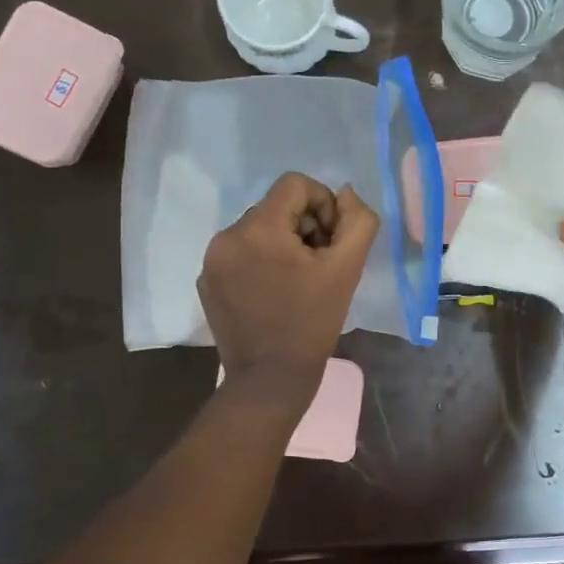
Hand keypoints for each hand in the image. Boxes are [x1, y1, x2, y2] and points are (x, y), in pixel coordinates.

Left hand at [200, 173, 378, 406]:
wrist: (270, 379)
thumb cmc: (312, 323)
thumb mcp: (347, 270)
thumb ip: (357, 222)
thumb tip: (346, 194)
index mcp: (259, 228)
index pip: (295, 185)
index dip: (323, 205)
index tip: (331, 243)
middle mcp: (227, 236)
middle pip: (275, 208)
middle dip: (303, 228)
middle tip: (318, 267)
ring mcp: (211, 261)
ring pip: (257, 232)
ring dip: (282, 246)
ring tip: (297, 283)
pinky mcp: (206, 283)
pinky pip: (239, 256)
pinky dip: (260, 265)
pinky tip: (274, 296)